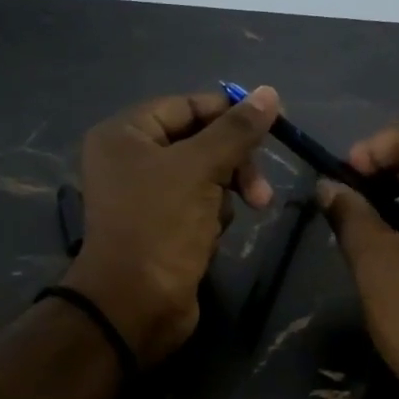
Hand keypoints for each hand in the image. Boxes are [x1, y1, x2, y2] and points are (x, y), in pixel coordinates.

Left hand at [61, 88, 279, 364]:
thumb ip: (236, 130)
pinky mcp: (161, 226)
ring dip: (223, 194)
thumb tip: (270, 93)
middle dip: (233, 164)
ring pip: (205, 175)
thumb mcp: (200, 169)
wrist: (136, 305)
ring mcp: (145, 195)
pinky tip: (210, 237)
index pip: (187, 106)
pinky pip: (198, 204)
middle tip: (260, 192)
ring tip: (221, 221)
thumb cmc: (160, 226)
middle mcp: (130, 159)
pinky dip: (212, 216)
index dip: (230, 113)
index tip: (273, 126)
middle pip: (199, 141)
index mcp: (125, 134)